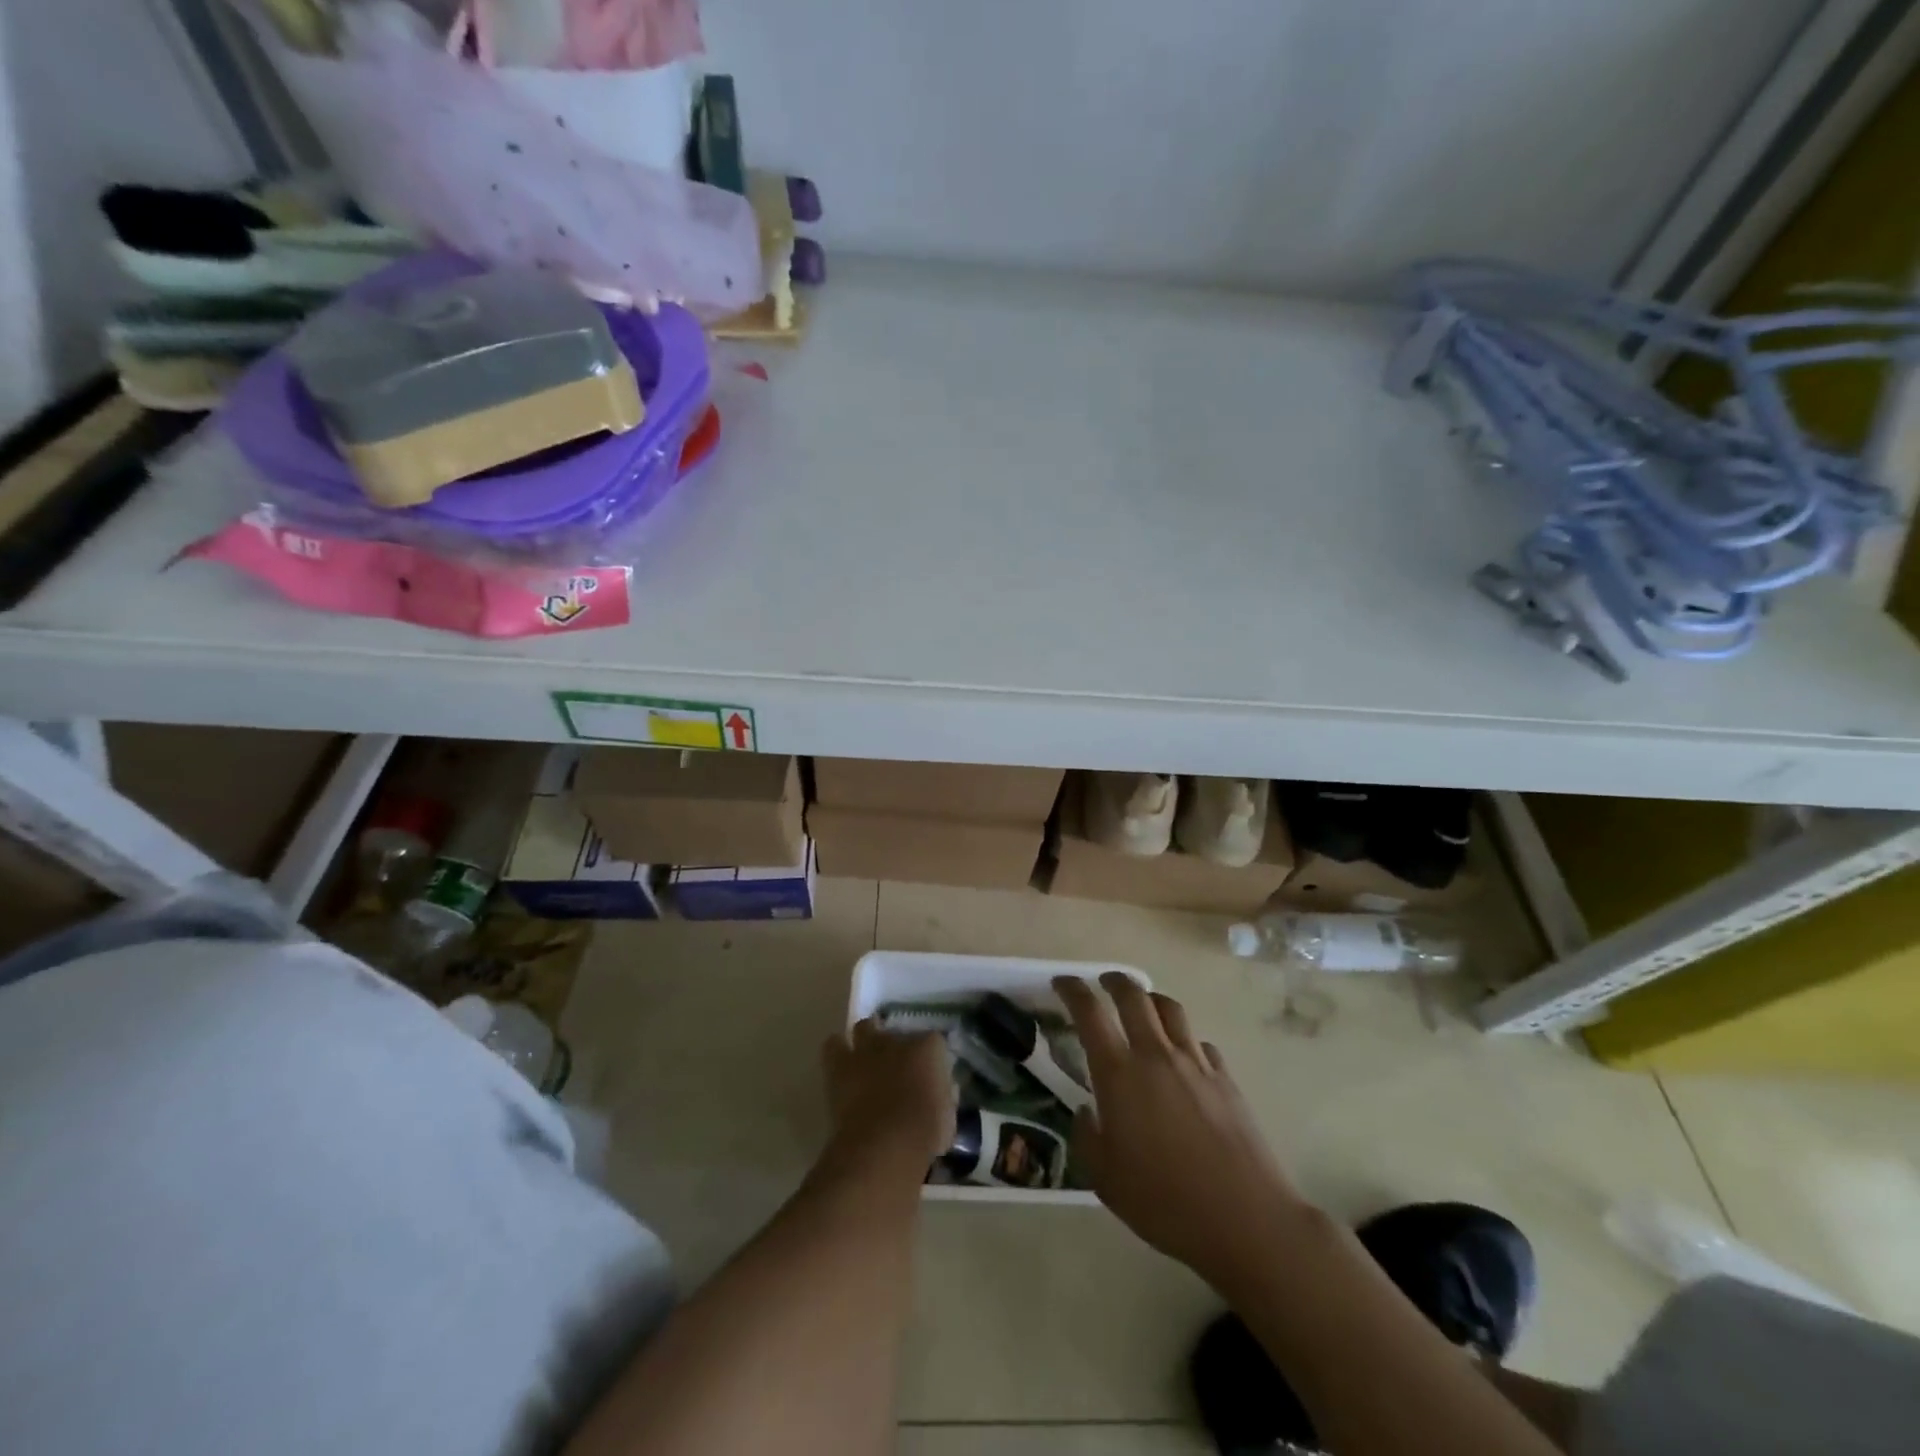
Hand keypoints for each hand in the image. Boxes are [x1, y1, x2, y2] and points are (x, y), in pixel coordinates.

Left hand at [821, 1019, 955, 1166]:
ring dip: (866, 1038)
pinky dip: (837, 1050)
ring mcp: (867, 1049)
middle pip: (896, 1030)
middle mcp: (897, 1040)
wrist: (882, 1147)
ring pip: (864, 1027)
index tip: (930, 1075)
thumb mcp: (947, 1119)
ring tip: (867, 1056)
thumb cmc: (923, 1134)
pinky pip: (833, 1045)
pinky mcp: (839, 1064)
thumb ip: (944, 1098)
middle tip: (896, 1065)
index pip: (934, 1042)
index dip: (931, 1059)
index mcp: (930, 1049)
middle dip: (896, 1044)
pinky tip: (841, 1063)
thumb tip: (942, 1093)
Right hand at [1055, 974, 1308, 1289]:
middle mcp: (1155, 1055)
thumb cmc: (1164, 1201)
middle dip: (1114, 981)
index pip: (1089, 1013)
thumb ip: (1087, 1137)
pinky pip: (1200, 1043)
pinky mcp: (1225, 1078)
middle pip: (1133, 996)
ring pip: (1170, 1009)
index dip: (1072, 990)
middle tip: (1103, 983)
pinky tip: (1184, 1057)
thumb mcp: (1105, 1179)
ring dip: (1151, 1000)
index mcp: (1119, 1074)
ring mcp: (1195, 1062)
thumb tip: (1086, 1112)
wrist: (1244, 1218)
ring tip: (1143, 1007)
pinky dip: (1185, 1040)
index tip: (1061, 982)